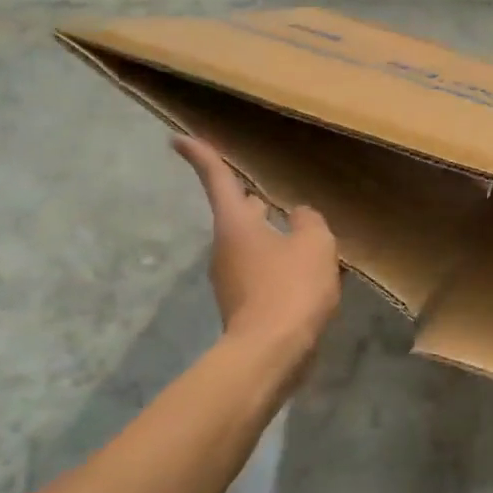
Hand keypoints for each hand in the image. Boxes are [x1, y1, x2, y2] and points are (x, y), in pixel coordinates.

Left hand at [172, 137, 341, 355]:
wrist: (271, 354)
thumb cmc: (291, 288)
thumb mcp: (315, 244)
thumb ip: (308, 221)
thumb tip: (298, 215)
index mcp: (237, 223)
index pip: (217, 178)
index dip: (201, 155)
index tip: (178, 139)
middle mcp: (225, 247)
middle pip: (239, 214)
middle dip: (255, 204)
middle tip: (274, 198)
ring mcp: (230, 279)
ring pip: (253, 245)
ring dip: (274, 239)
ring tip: (308, 240)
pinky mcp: (241, 306)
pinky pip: (261, 273)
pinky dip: (279, 267)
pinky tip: (307, 275)